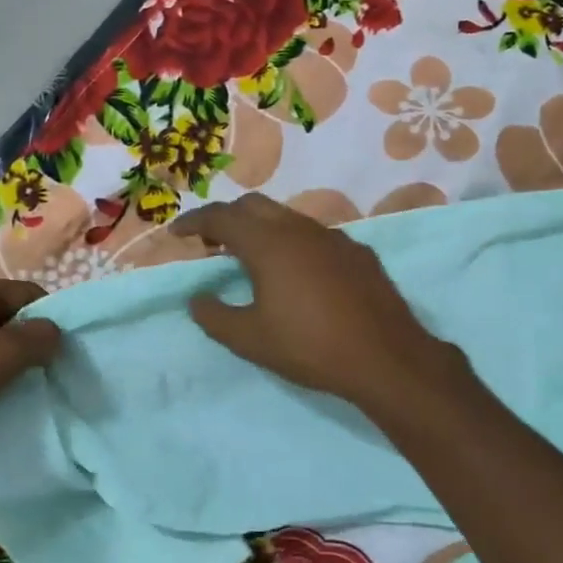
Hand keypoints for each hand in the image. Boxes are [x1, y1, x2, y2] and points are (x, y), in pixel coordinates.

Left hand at [0, 278, 59, 479]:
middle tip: (54, 374)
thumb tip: (57, 333)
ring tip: (34, 392)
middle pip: (9, 321)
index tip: (66, 350)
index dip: (48, 318)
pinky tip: (5, 406)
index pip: (24, 293)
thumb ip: (36, 339)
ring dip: (13, 370)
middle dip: (32, 345)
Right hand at [172, 194, 451, 412]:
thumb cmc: (310, 346)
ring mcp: (333, 237)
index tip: (177, 233)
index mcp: (268, 243)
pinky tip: (297, 272)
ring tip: (250, 257)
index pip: (221, 218)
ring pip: (287, 217)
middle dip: (227, 218)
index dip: (194, 222)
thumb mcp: (250, 339)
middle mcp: (299, 228)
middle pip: (254, 206)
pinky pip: (314, 235)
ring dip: (261, 228)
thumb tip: (197, 299)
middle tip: (211, 243)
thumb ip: (214, 316)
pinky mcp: (357, 252)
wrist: (386, 357)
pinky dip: (292, 242)